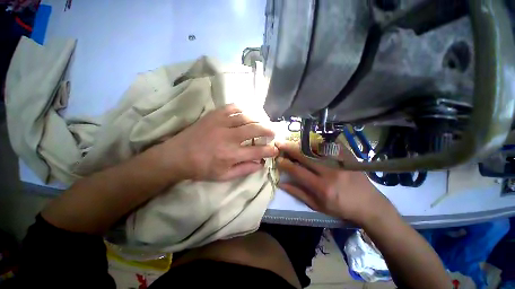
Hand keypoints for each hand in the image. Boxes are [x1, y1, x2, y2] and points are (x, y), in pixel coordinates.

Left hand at [159, 104, 277, 180]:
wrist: (177, 156)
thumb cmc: (201, 168)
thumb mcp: (224, 176)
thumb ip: (244, 170)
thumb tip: (260, 164)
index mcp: (231, 155)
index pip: (258, 151)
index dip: (270, 150)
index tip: (275, 150)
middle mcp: (229, 137)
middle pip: (255, 129)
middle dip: (268, 130)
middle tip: (273, 132)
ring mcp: (221, 124)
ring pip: (246, 117)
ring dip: (258, 119)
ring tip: (262, 122)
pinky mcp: (214, 115)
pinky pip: (232, 107)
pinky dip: (242, 109)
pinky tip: (246, 112)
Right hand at [276, 142, 393, 224]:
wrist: (369, 205)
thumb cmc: (341, 208)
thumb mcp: (317, 206)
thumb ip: (298, 193)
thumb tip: (281, 184)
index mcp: (321, 187)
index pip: (298, 172)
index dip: (285, 164)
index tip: (278, 159)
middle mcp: (330, 172)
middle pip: (305, 156)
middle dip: (290, 148)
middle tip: (280, 143)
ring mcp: (340, 162)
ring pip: (317, 148)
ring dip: (302, 143)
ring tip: (293, 141)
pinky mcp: (348, 156)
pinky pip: (330, 144)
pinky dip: (318, 141)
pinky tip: (310, 141)